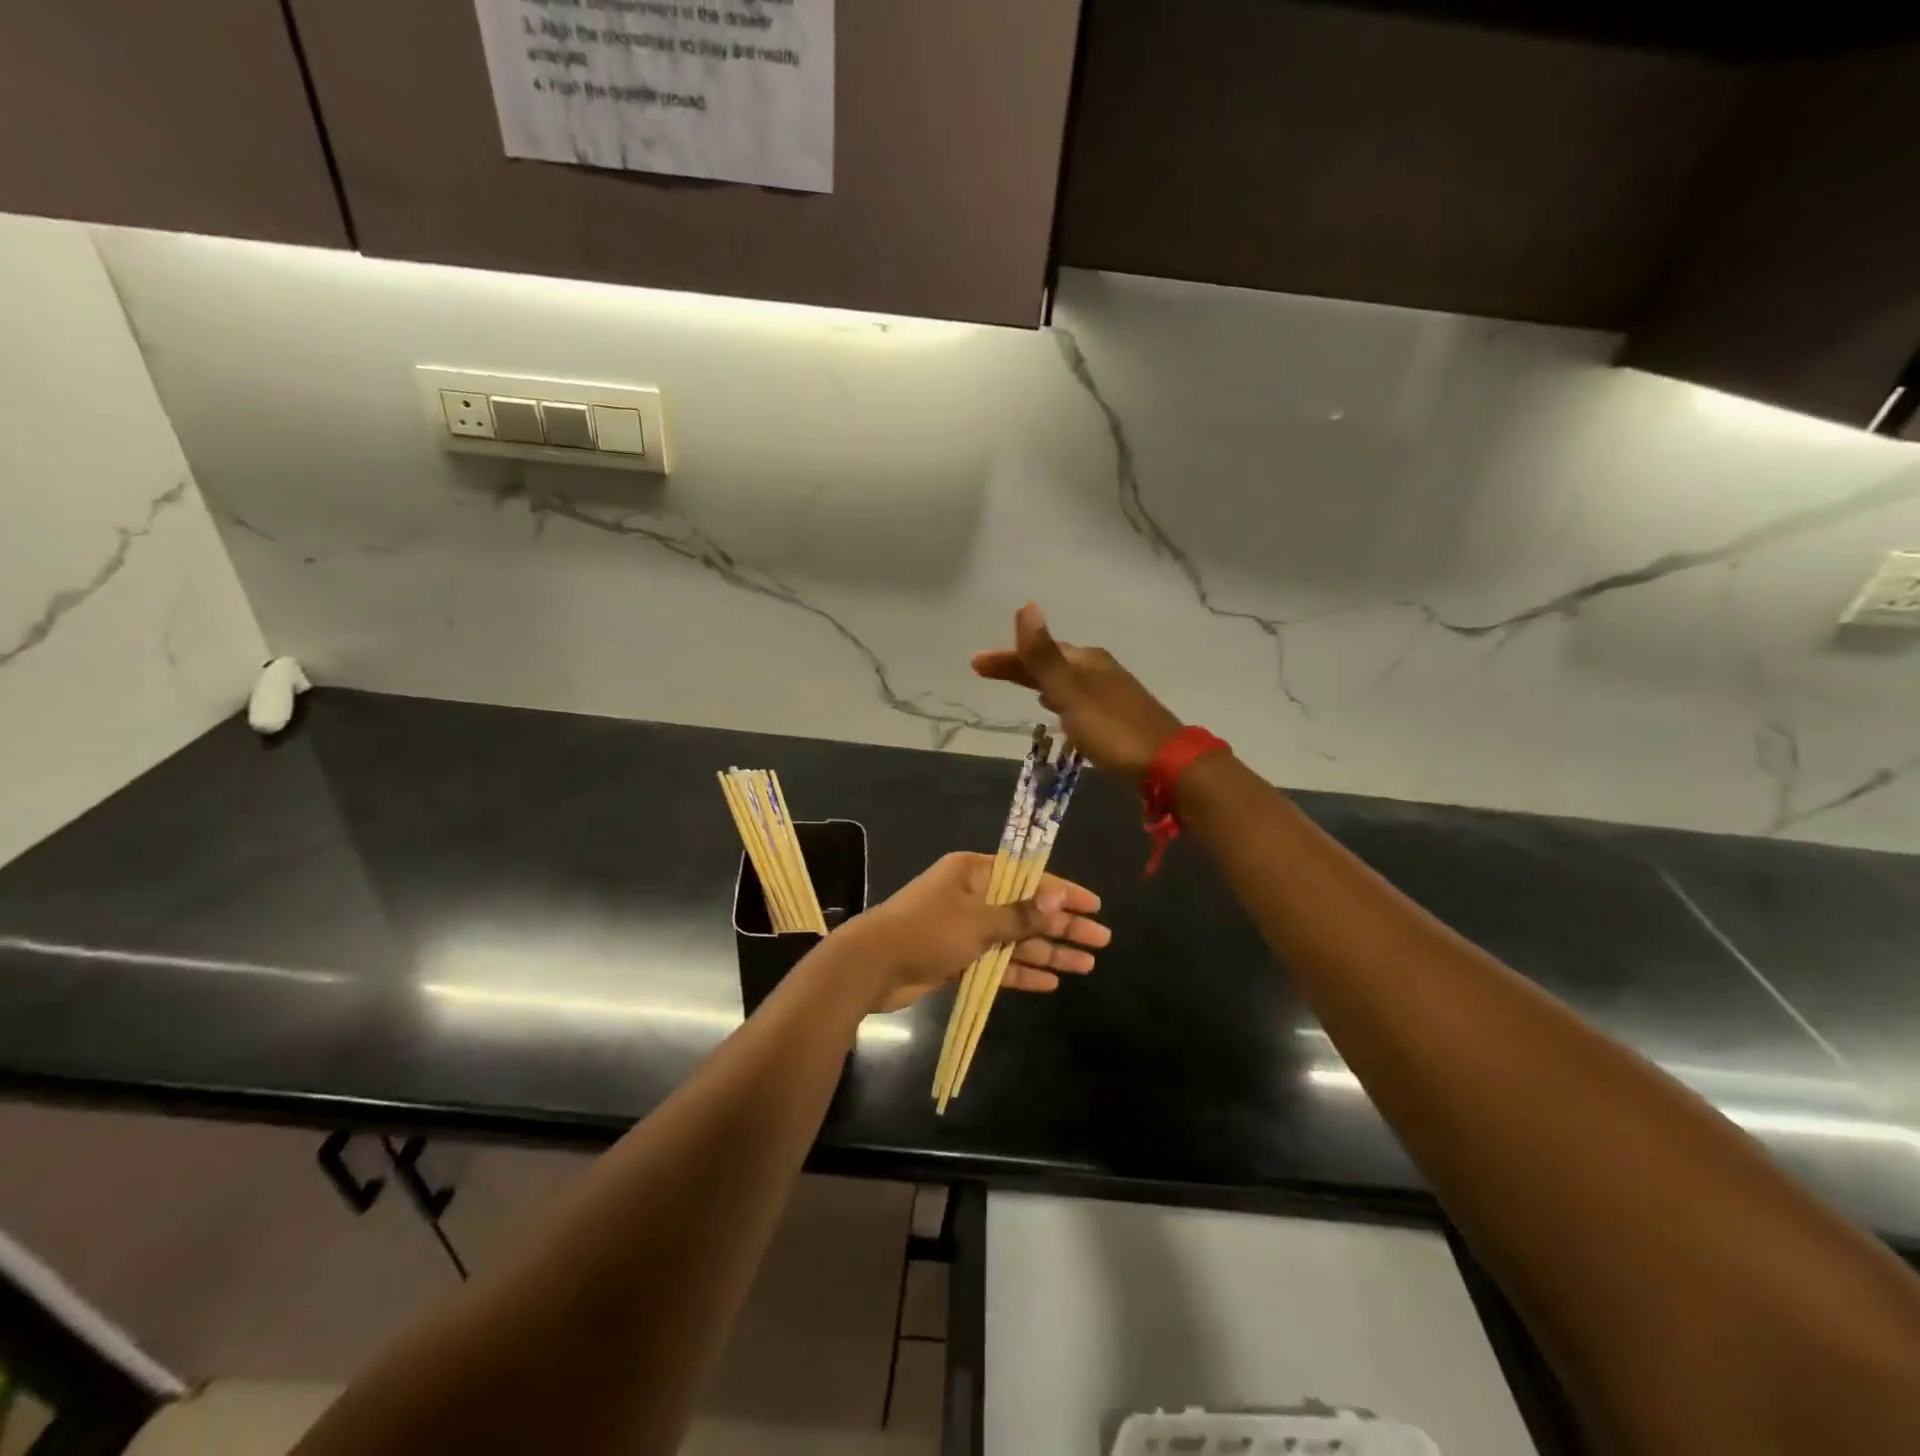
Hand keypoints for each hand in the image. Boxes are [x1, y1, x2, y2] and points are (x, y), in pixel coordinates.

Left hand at [836, 852, 1109, 1012]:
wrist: (872, 966)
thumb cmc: (928, 931)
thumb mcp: (979, 920)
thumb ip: (1021, 914)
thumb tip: (1059, 898)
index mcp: (974, 872)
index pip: (1029, 877)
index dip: (1064, 892)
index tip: (1095, 905)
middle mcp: (973, 896)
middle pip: (1027, 910)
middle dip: (1063, 926)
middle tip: (1101, 940)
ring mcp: (965, 928)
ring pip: (1016, 939)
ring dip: (1049, 952)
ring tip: (1087, 965)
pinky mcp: (958, 958)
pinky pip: (998, 962)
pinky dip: (1021, 972)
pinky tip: (1051, 981)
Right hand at [972, 603, 1183, 786]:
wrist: (1168, 766)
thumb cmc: (1114, 730)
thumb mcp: (1073, 693)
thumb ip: (1045, 656)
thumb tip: (1026, 607)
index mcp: (1087, 661)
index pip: (1038, 652)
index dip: (1006, 657)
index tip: (975, 663)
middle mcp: (1099, 671)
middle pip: (1050, 663)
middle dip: (1019, 666)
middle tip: (985, 671)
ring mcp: (1110, 694)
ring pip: (1064, 681)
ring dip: (1038, 680)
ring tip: (1017, 684)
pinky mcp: (1115, 718)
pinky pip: (1076, 699)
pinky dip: (1058, 698)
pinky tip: (1056, 709)